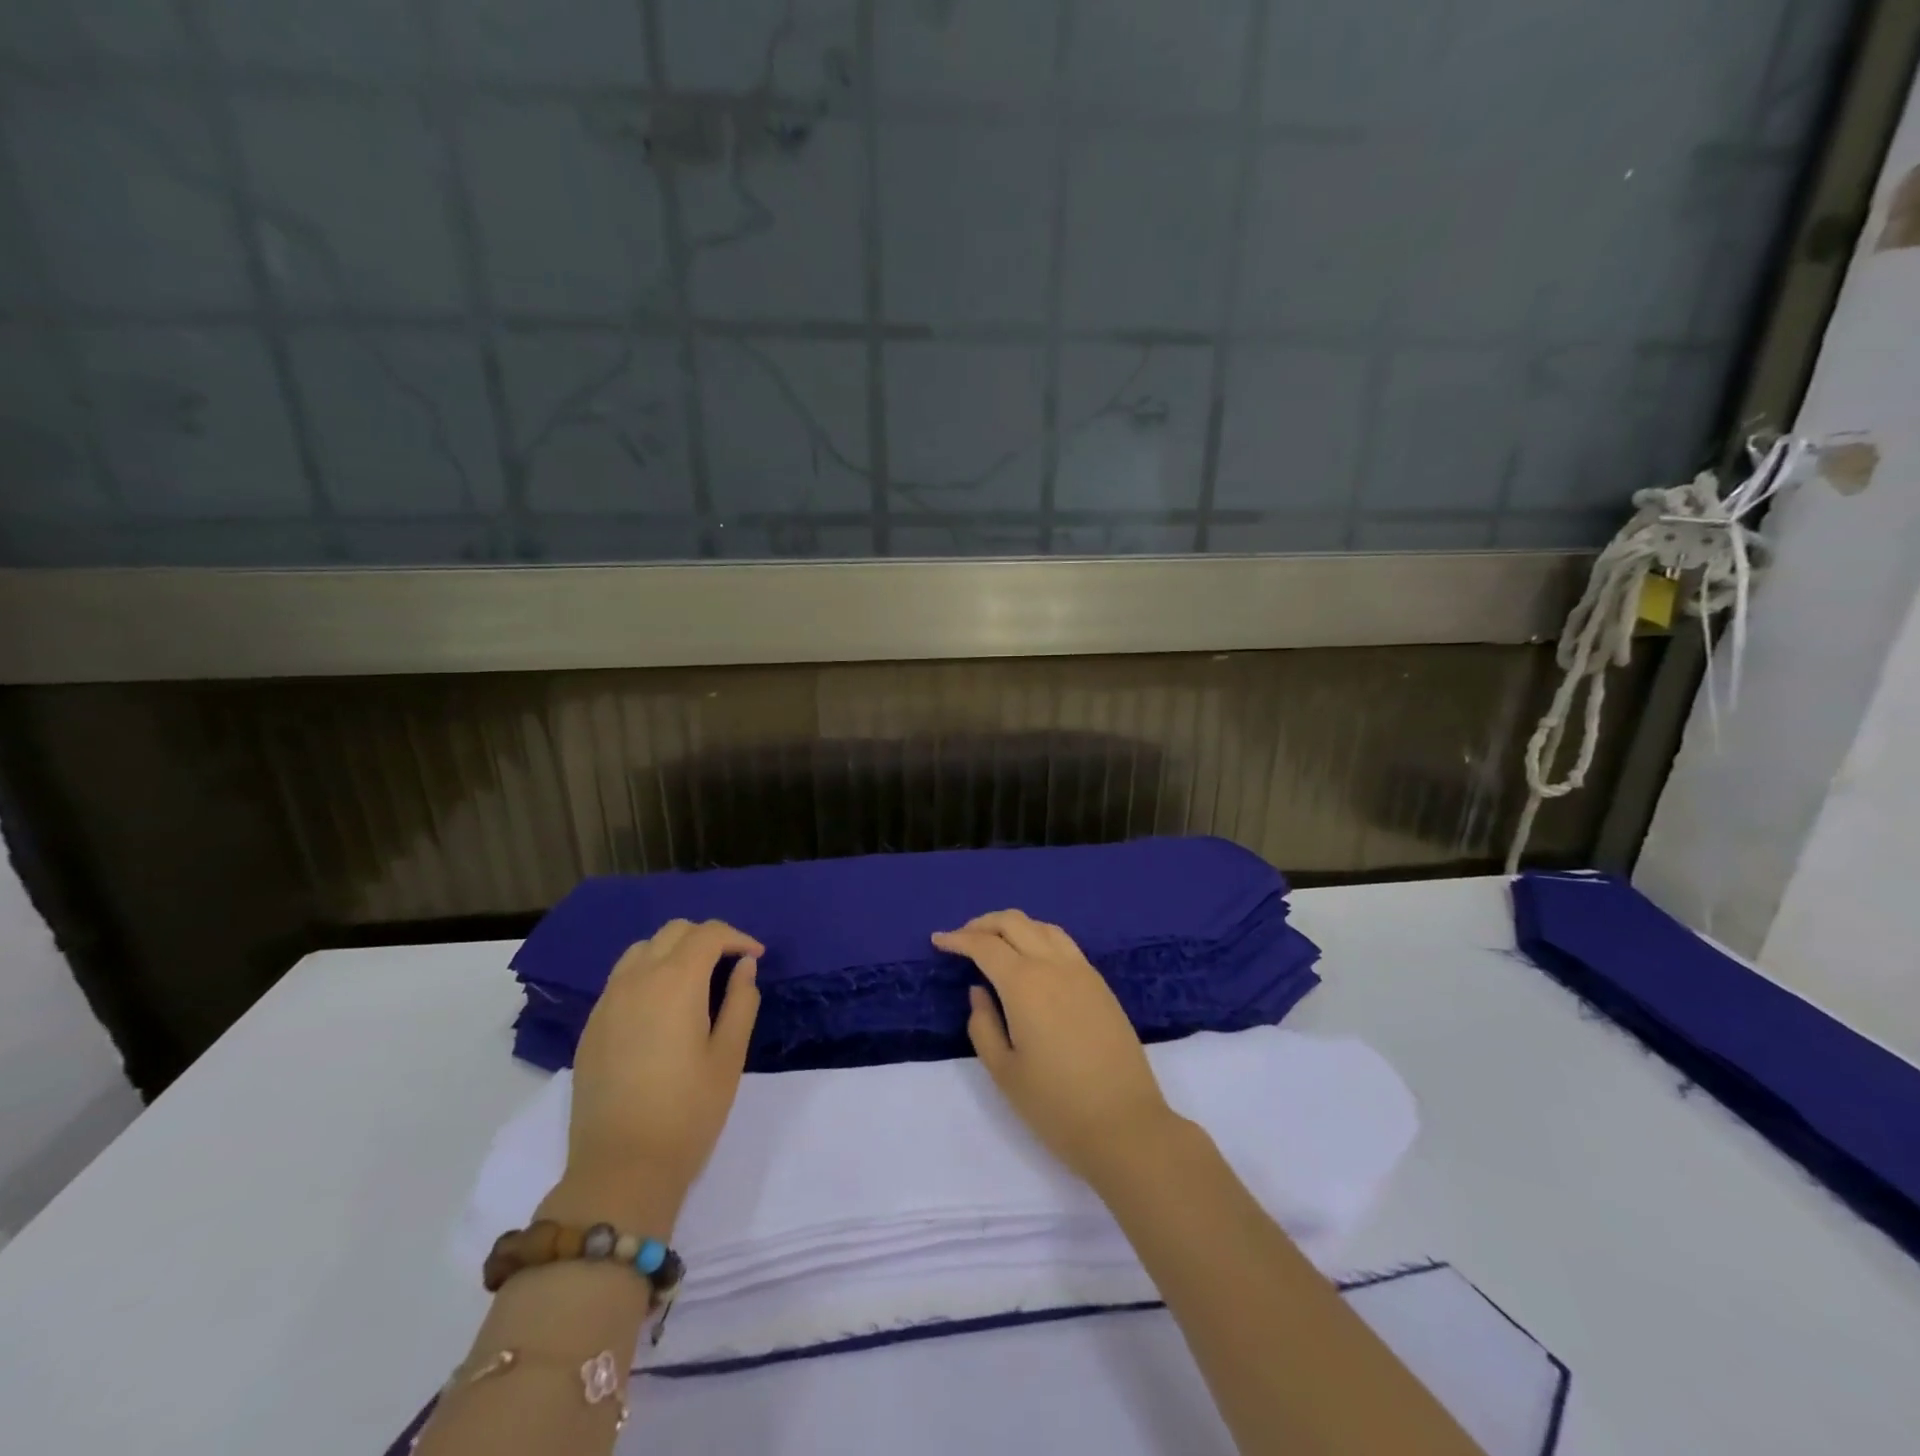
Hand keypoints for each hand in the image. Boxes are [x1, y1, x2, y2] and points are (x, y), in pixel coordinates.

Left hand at [553, 919, 763, 1229]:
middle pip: (673, 932)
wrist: (620, 1169)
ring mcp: (607, 1002)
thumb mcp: (729, 1056)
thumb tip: (744, 966)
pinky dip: (648, 972)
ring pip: (643, 949)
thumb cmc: (688, 1112)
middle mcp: (636, 980)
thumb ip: (741, 1001)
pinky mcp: (591, 1026)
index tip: (756, 956)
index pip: (708, 934)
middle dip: (707, 938)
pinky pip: (622, 977)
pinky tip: (662, 1006)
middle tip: (730, 964)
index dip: (737, 937)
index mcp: (675, 982)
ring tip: (696, 980)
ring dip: (674, 951)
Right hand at [933, 909, 1179, 1185]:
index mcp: (1024, 983)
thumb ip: (983, 1024)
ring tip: (994, 942)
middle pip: (1013, 923)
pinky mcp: (1100, 984)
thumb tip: (979, 991)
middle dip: (982, 923)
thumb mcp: (1004, 1071)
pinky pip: (1063, 942)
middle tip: (961, 937)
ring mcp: (1081, 971)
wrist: (1125, 1125)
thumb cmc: (1056, 1105)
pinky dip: (1038, 935)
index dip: (958, 939)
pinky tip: (1031, 955)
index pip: (984, 945)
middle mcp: (1053, 965)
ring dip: (1012, 925)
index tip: (938, 941)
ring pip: (1042, 926)